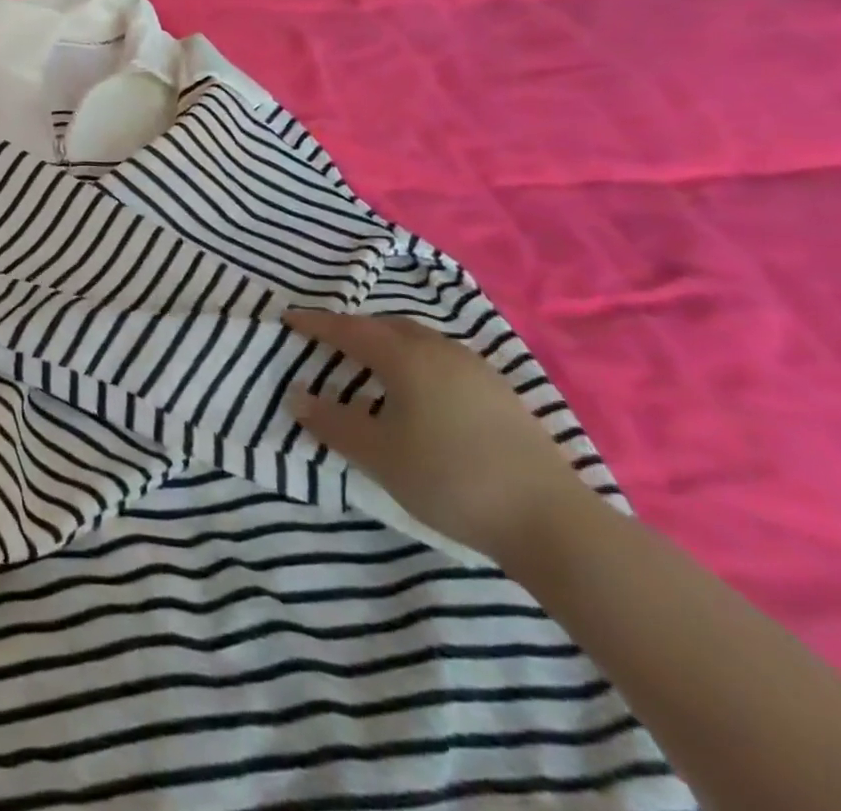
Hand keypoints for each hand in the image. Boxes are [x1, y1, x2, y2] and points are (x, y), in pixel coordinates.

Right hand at [288, 308, 600, 566]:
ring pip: (420, 342)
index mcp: (406, 357)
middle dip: (355, 330)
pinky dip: (417, 364)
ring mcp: (478, 371)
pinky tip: (418, 394)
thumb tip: (297, 398)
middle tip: (329, 344)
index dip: (317, 324)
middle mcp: (441, 351)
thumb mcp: (377, 454)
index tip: (289, 319)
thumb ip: (332, 423)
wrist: (552, 522)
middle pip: (388, 327)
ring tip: (371, 368)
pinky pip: (443, 361)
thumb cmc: (450, 478)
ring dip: (389, 346)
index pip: (350, 330)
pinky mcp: (502, 395)